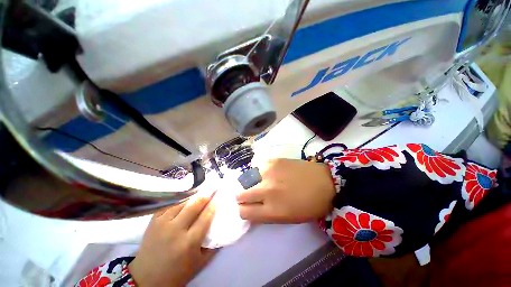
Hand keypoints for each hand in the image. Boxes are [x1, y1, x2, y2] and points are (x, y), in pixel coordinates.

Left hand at [128, 191, 216, 286]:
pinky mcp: (153, 221)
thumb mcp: (200, 263)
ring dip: (194, 197)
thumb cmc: (177, 272)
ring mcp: (163, 223)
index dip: (214, 204)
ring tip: (201, 191)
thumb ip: (214, 245)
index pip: (206, 216)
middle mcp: (176, 230)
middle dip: (206, 195)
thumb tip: (223, 228)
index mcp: (189, 242)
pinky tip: (186, 199)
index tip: (219, 197)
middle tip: (213, 188)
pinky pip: (170, 205)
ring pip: (182, 202)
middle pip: (194, 205)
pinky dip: (180, 200)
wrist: (146, 278)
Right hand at [236, 158, 335, 223]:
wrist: (324, 182)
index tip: (247, 207)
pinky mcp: (273, 161)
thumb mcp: (287, 218)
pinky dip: (260, 171)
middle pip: (240, 195)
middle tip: (252, 194)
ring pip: (247, 179)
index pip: (243, 212)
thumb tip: (250, 208)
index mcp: (271, 210)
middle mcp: (266, 191)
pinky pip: (257, 166)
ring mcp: (269, 173)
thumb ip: (265, 214)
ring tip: (262, 181)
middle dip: (243, 197)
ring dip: (252, 182)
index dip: (243, 210)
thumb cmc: (308, 205)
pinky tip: (269, 172)